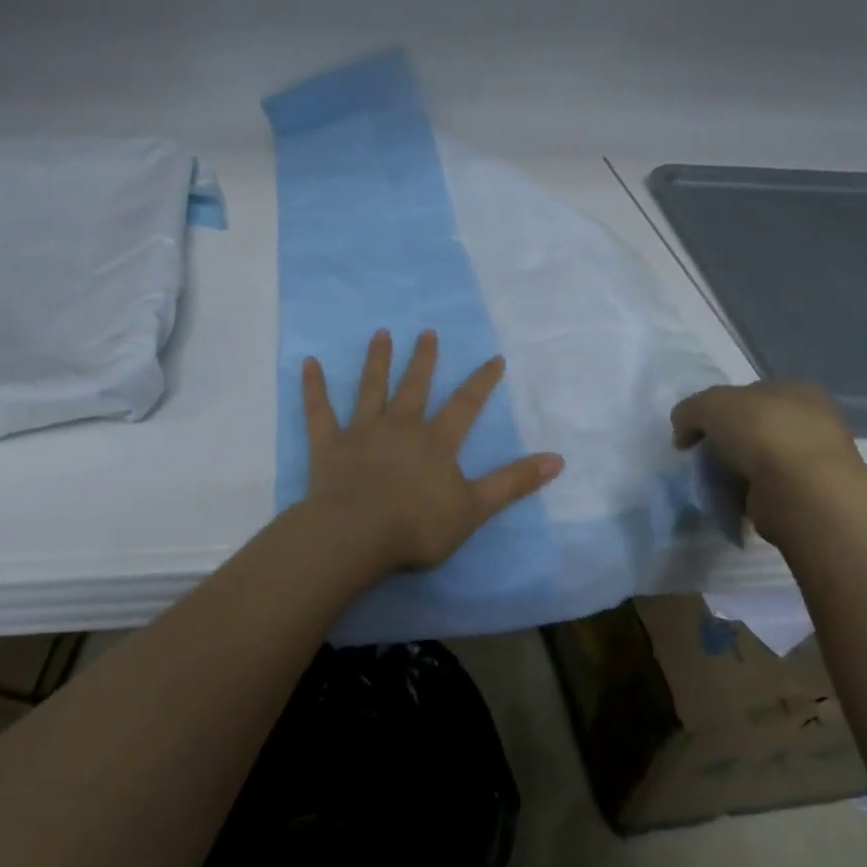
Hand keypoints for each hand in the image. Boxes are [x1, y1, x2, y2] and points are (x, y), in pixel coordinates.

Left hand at [302, 329, 563, 573]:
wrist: (356, 535)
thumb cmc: (417, 525)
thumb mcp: (475, 508)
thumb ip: (513, 482)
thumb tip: (558, 458)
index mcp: (436, 441)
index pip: (465, 405)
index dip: (481, 381)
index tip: (494, 357)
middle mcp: (400, 426)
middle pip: (414, 386)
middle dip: (423, 359)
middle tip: (427, 332)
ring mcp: (362, 432)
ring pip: (371, 389)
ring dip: (377, 361)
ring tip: (381, 334)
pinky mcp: (329, 444)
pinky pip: (319, 411)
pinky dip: (314, 387)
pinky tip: (308, 362)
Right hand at [670, 382, 865, 519]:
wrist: (801, 492)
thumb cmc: (761, 432)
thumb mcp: (709, 404)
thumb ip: (689, 410)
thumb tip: (684, 433)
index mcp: (797, 390)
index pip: (749, 394)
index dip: (718, 409)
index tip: (697, 430)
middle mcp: (811, 421)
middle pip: (753, 428)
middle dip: (726, 442)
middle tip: (702, 457)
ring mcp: (814, 461)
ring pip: (759, 460)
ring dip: (735, 471)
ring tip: (713, 482)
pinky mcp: (808, 496)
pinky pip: (765, 490)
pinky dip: (746, 495)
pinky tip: (730, 499)